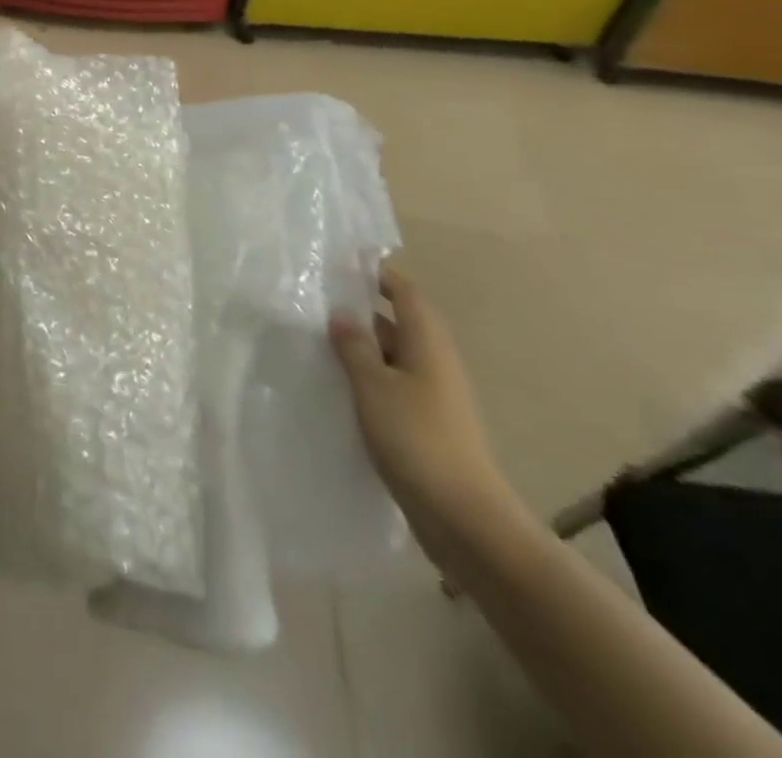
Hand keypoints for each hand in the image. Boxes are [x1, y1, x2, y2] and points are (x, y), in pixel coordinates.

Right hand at [330, 266, 519, 562]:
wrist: (464, 519)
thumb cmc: (417, 440)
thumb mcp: (374, 387)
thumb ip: (355, 347)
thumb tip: (342, 312)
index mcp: (428, 345)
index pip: (406, 294)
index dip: (380, 274)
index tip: (345, 261)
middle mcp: (435, 364)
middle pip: (399, 323)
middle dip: (362, 309)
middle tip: (317, 300)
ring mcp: (433, 397)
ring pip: (393, 357)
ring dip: (362, 346)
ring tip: (317, 340)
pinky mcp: (426, 426)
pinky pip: (392, 386)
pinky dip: (367, 377)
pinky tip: (337, 386)